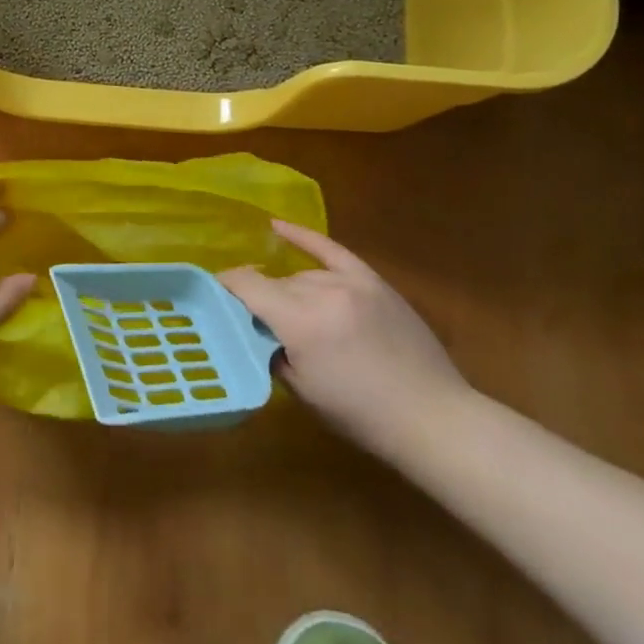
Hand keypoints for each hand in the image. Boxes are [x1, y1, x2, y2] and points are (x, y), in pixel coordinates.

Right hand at [221, 221, 470, 458]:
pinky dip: (304, 238)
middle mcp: (323, 292)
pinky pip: (331, 250)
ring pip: (300, 276)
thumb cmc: (360, 415)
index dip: (224, 288)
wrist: (432, 417)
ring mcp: (351, 282)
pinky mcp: (373, 281)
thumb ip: (268, 349)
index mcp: (300, 322)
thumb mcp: (299, 390)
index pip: (246, 286)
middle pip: (274, 283)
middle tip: (252, 323)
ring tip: (285, 314)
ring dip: (286, 292)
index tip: (211, 299)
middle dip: (258, 299)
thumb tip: (248, 327)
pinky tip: (278, 226)